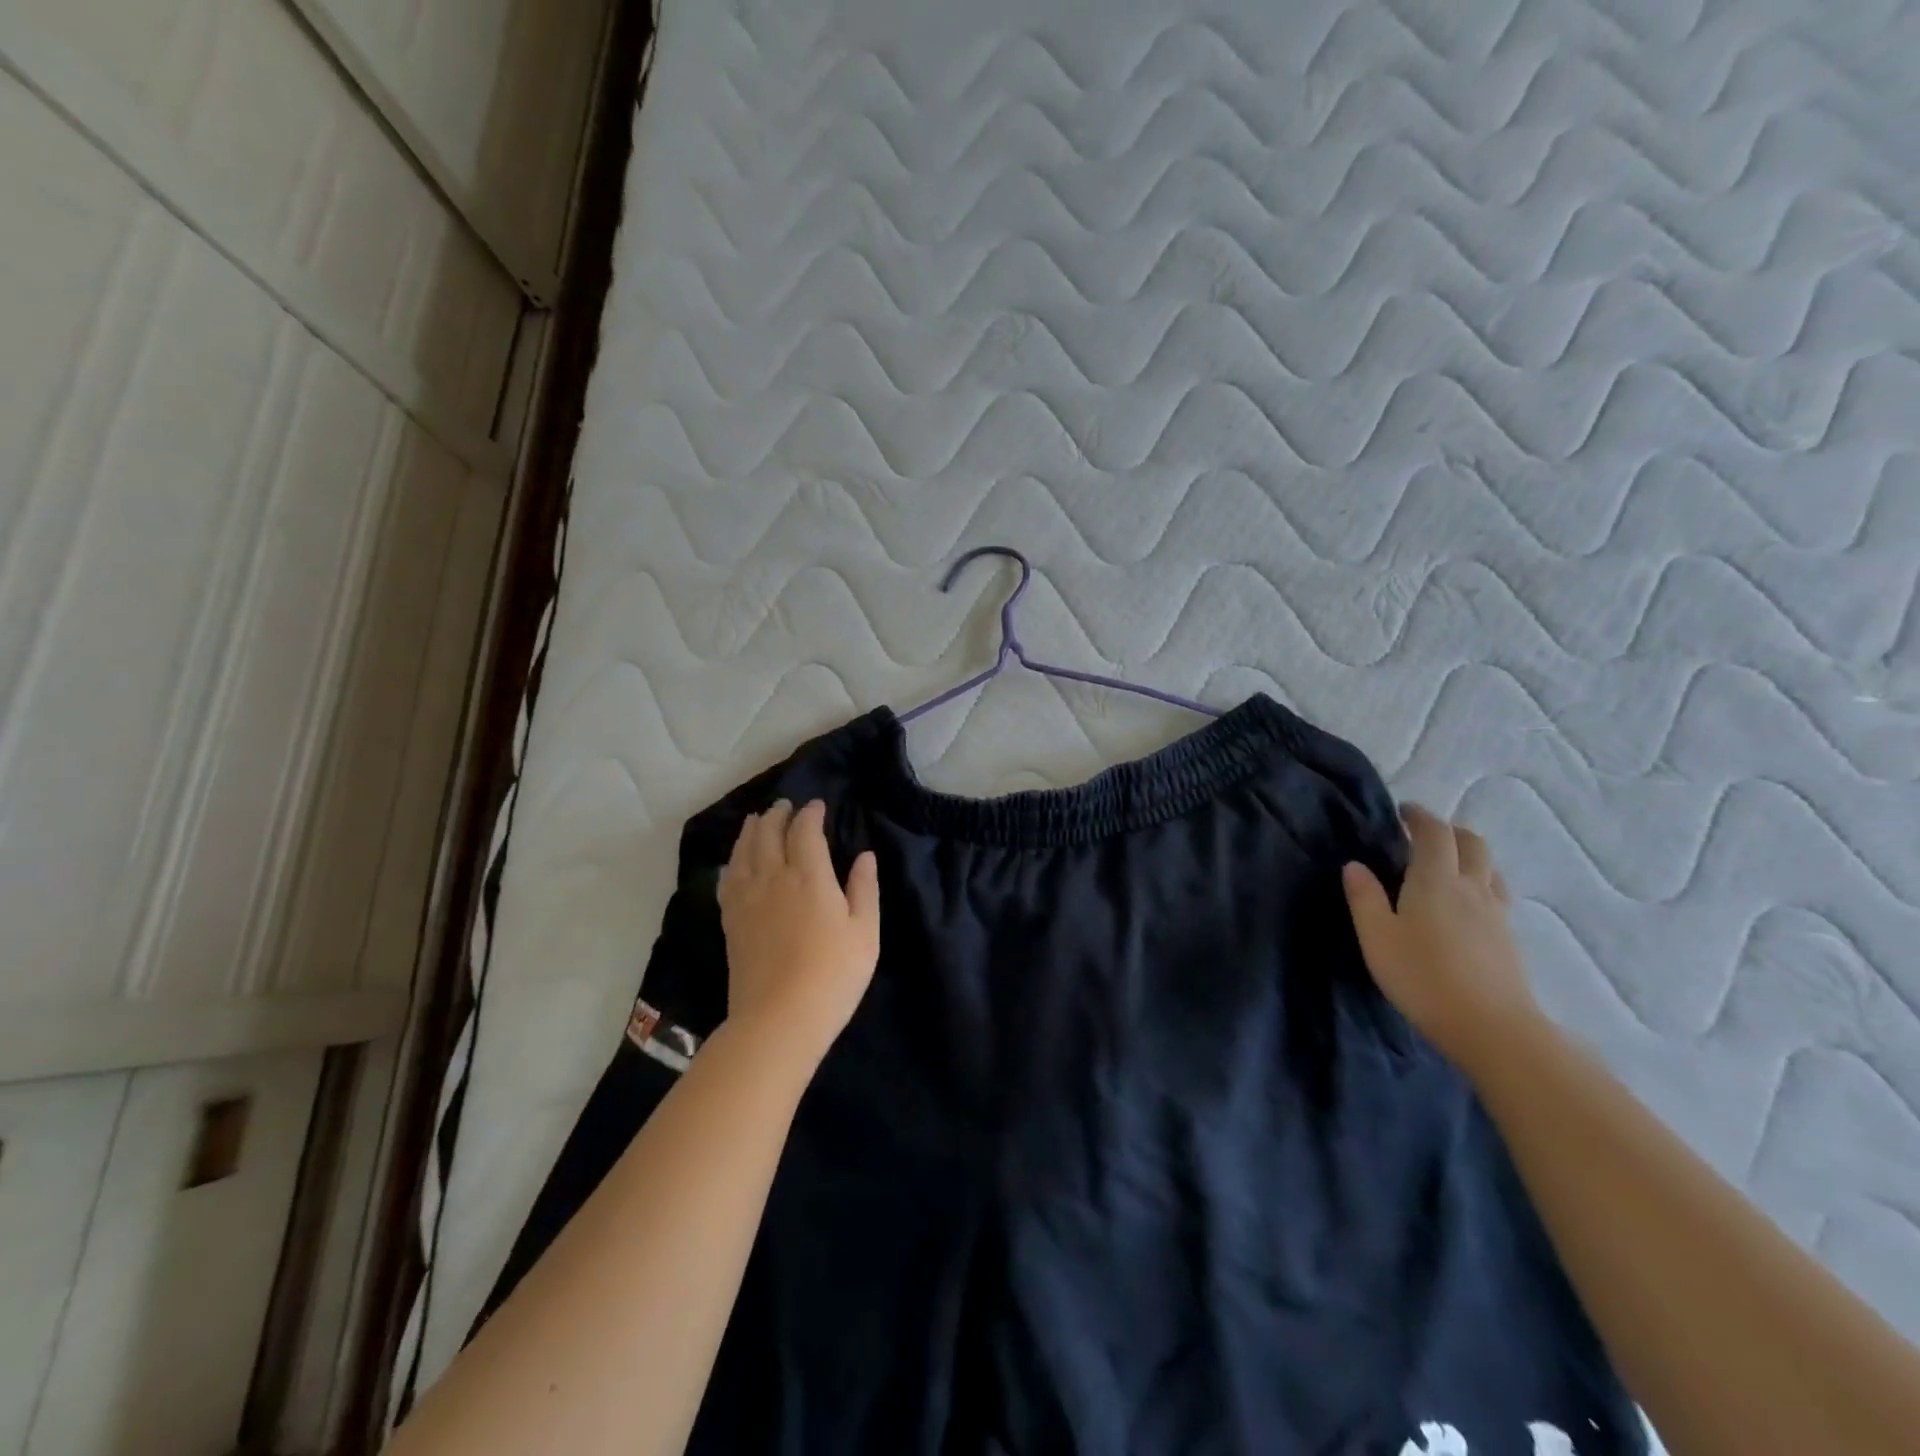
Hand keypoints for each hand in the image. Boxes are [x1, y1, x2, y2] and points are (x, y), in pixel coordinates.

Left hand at [718, 800, 879, 1070]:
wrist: (779, 1019)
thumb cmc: (833, 975)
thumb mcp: (864, 932)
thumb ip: (864, 889)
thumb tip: (864, 856)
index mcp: (809, 877)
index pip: (805, 831)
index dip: (810, 814)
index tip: (816, 806)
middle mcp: (773, 878)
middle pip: (769, 834)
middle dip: (777, 815)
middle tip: (784, 806)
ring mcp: (747, 898)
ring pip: (744, 851)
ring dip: (752, 830)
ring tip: (757, 820)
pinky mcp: (731, 920)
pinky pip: (728, 877)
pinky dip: (733, 859)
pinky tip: (736, 860)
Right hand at [1342, 805, 1542, 1069]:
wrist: (1492, 1027)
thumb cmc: (1422, 976)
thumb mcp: (1377, 937)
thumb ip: (1364, 897)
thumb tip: (1354, 865)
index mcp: (1435, 879)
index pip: (1434, 833)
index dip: (1420, 817)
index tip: (1403, 811)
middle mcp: (1471, 887)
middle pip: (1471, 843)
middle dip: (1449, 830)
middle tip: (1424, 834)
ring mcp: (1496, 913)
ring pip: (1489, 868)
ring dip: (1469, 855)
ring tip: (1447, 865)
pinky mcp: (1508, 938)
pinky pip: (1496, 893)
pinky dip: (1480, 882)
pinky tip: (1467, 904)